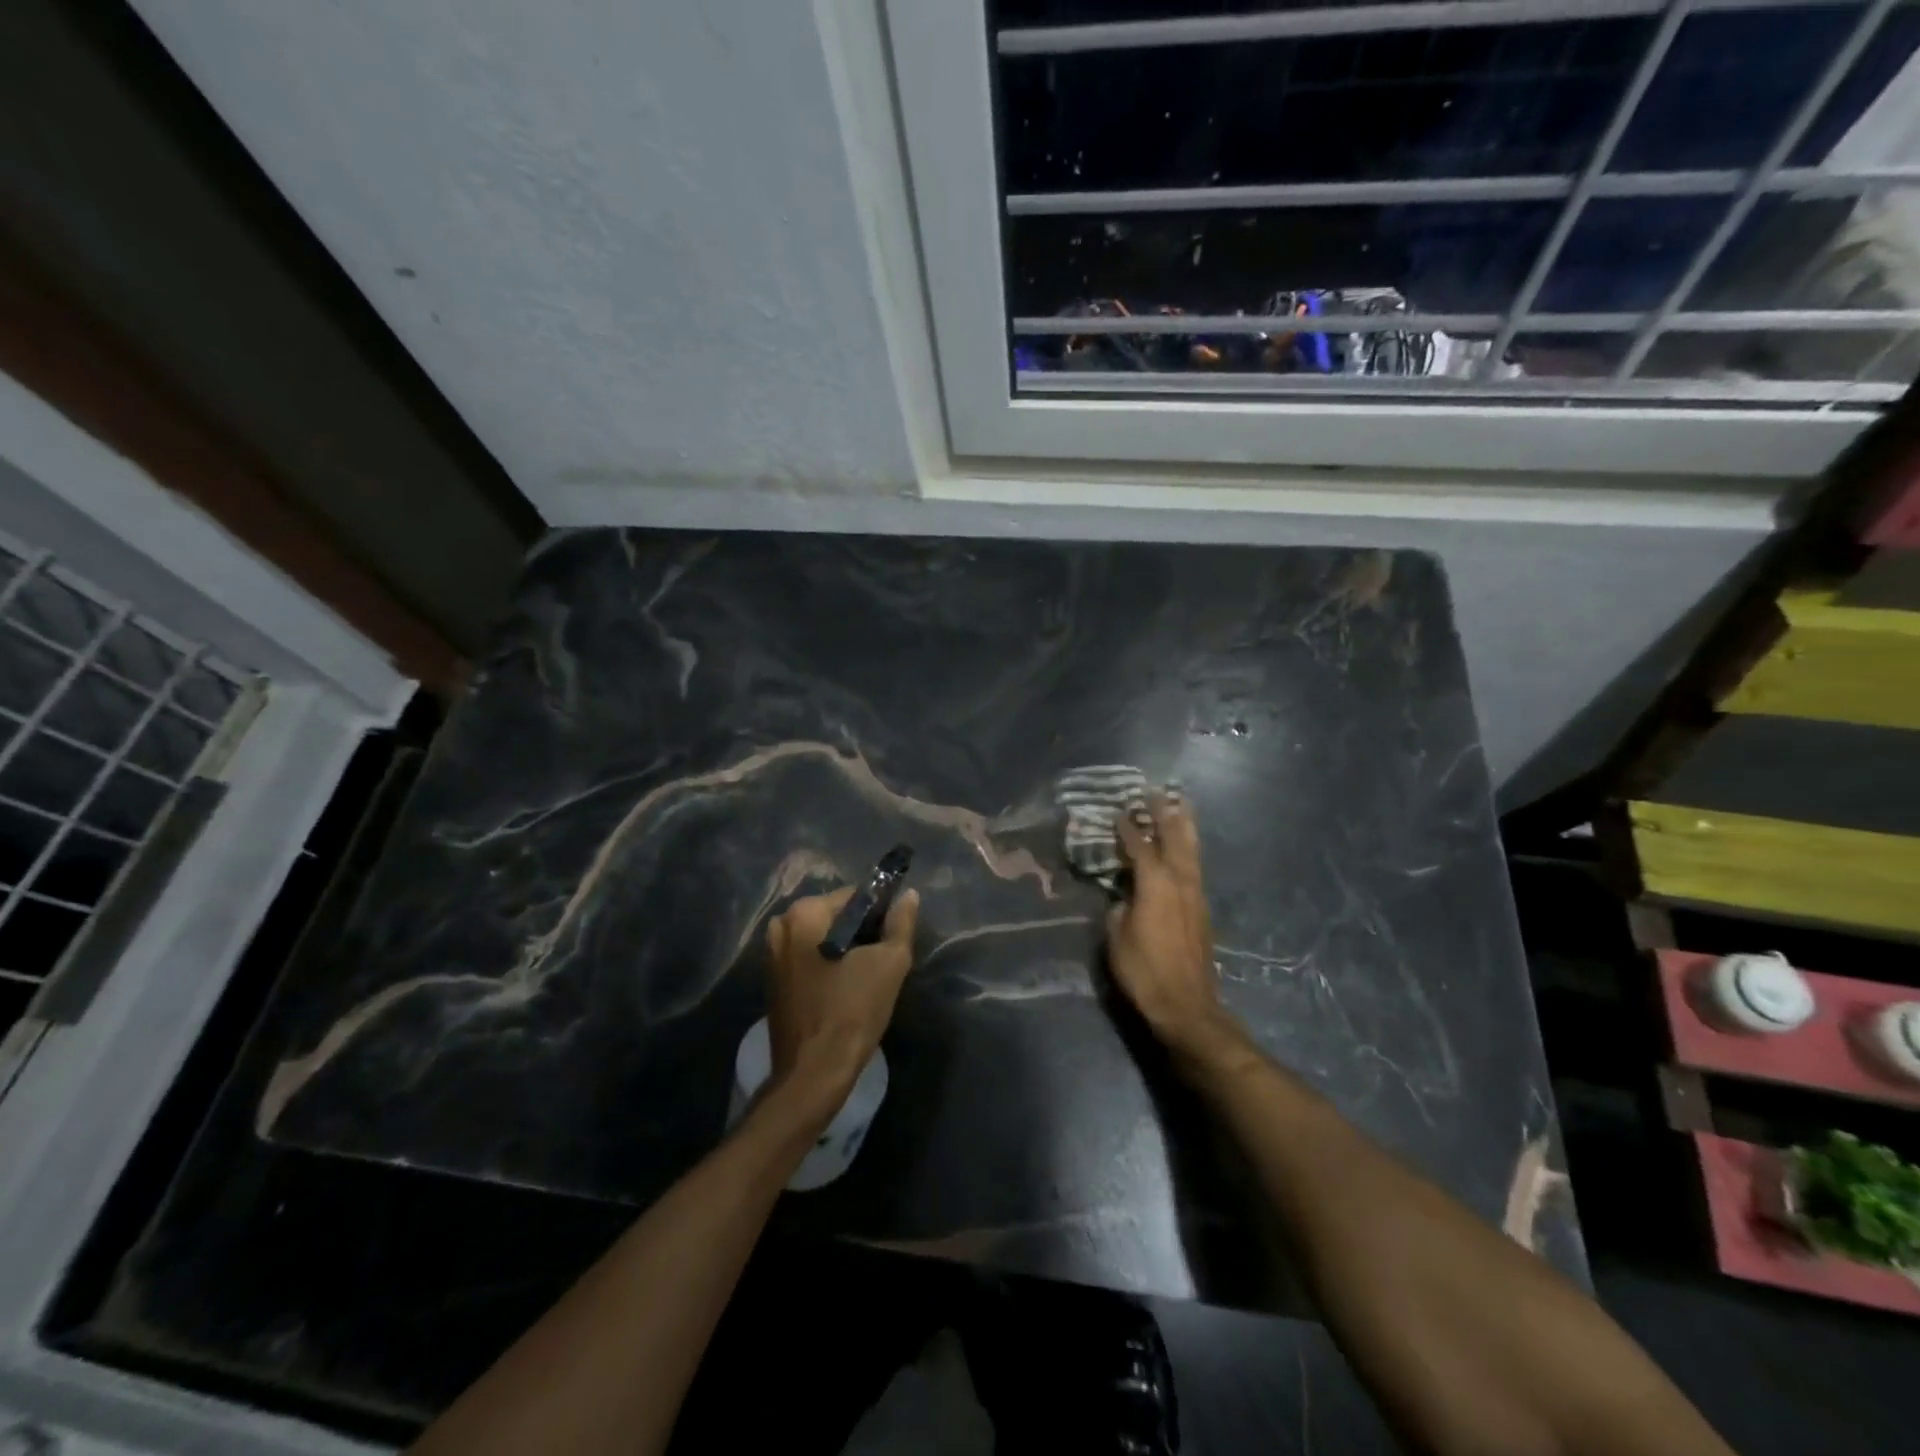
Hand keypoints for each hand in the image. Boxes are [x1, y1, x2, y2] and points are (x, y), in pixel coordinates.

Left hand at [764, 885, 920, 1106]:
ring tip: (867, 977)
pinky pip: (809, 959)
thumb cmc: (852, 1011)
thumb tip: (910, 896)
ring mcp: (771, 955)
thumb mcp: (889, 963)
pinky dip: (828, 967)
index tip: (893, 938)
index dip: (880, 913)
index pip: (854, 896)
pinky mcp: (773, 981)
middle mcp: (781, 926)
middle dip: (861, 933)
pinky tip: (845, 990)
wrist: (813, 1074)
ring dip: (846, 951)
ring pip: (822, 939)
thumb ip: (901, 924)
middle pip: (835, 916)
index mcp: (803, 913)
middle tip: (883, 960)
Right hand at [1108, 793, 1239, 1062]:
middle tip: (1155, 792)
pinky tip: (1186, 847)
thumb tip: (1125, 897)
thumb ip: (1120, 908)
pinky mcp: (1202, 910)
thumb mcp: (1116, 938)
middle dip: (1164, 814)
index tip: (1118, 811)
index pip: (1140, 847)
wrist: (1187, 1005)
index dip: (1128, 828)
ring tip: (1180, 805)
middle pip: (1174, 838)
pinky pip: (1195, 867)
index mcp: (1155, 884)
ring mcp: (1196, 895)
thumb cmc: (1145, 971)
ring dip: (1184, 826)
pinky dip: (1190, 848)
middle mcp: (1180, 882)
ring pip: (1191, 850)